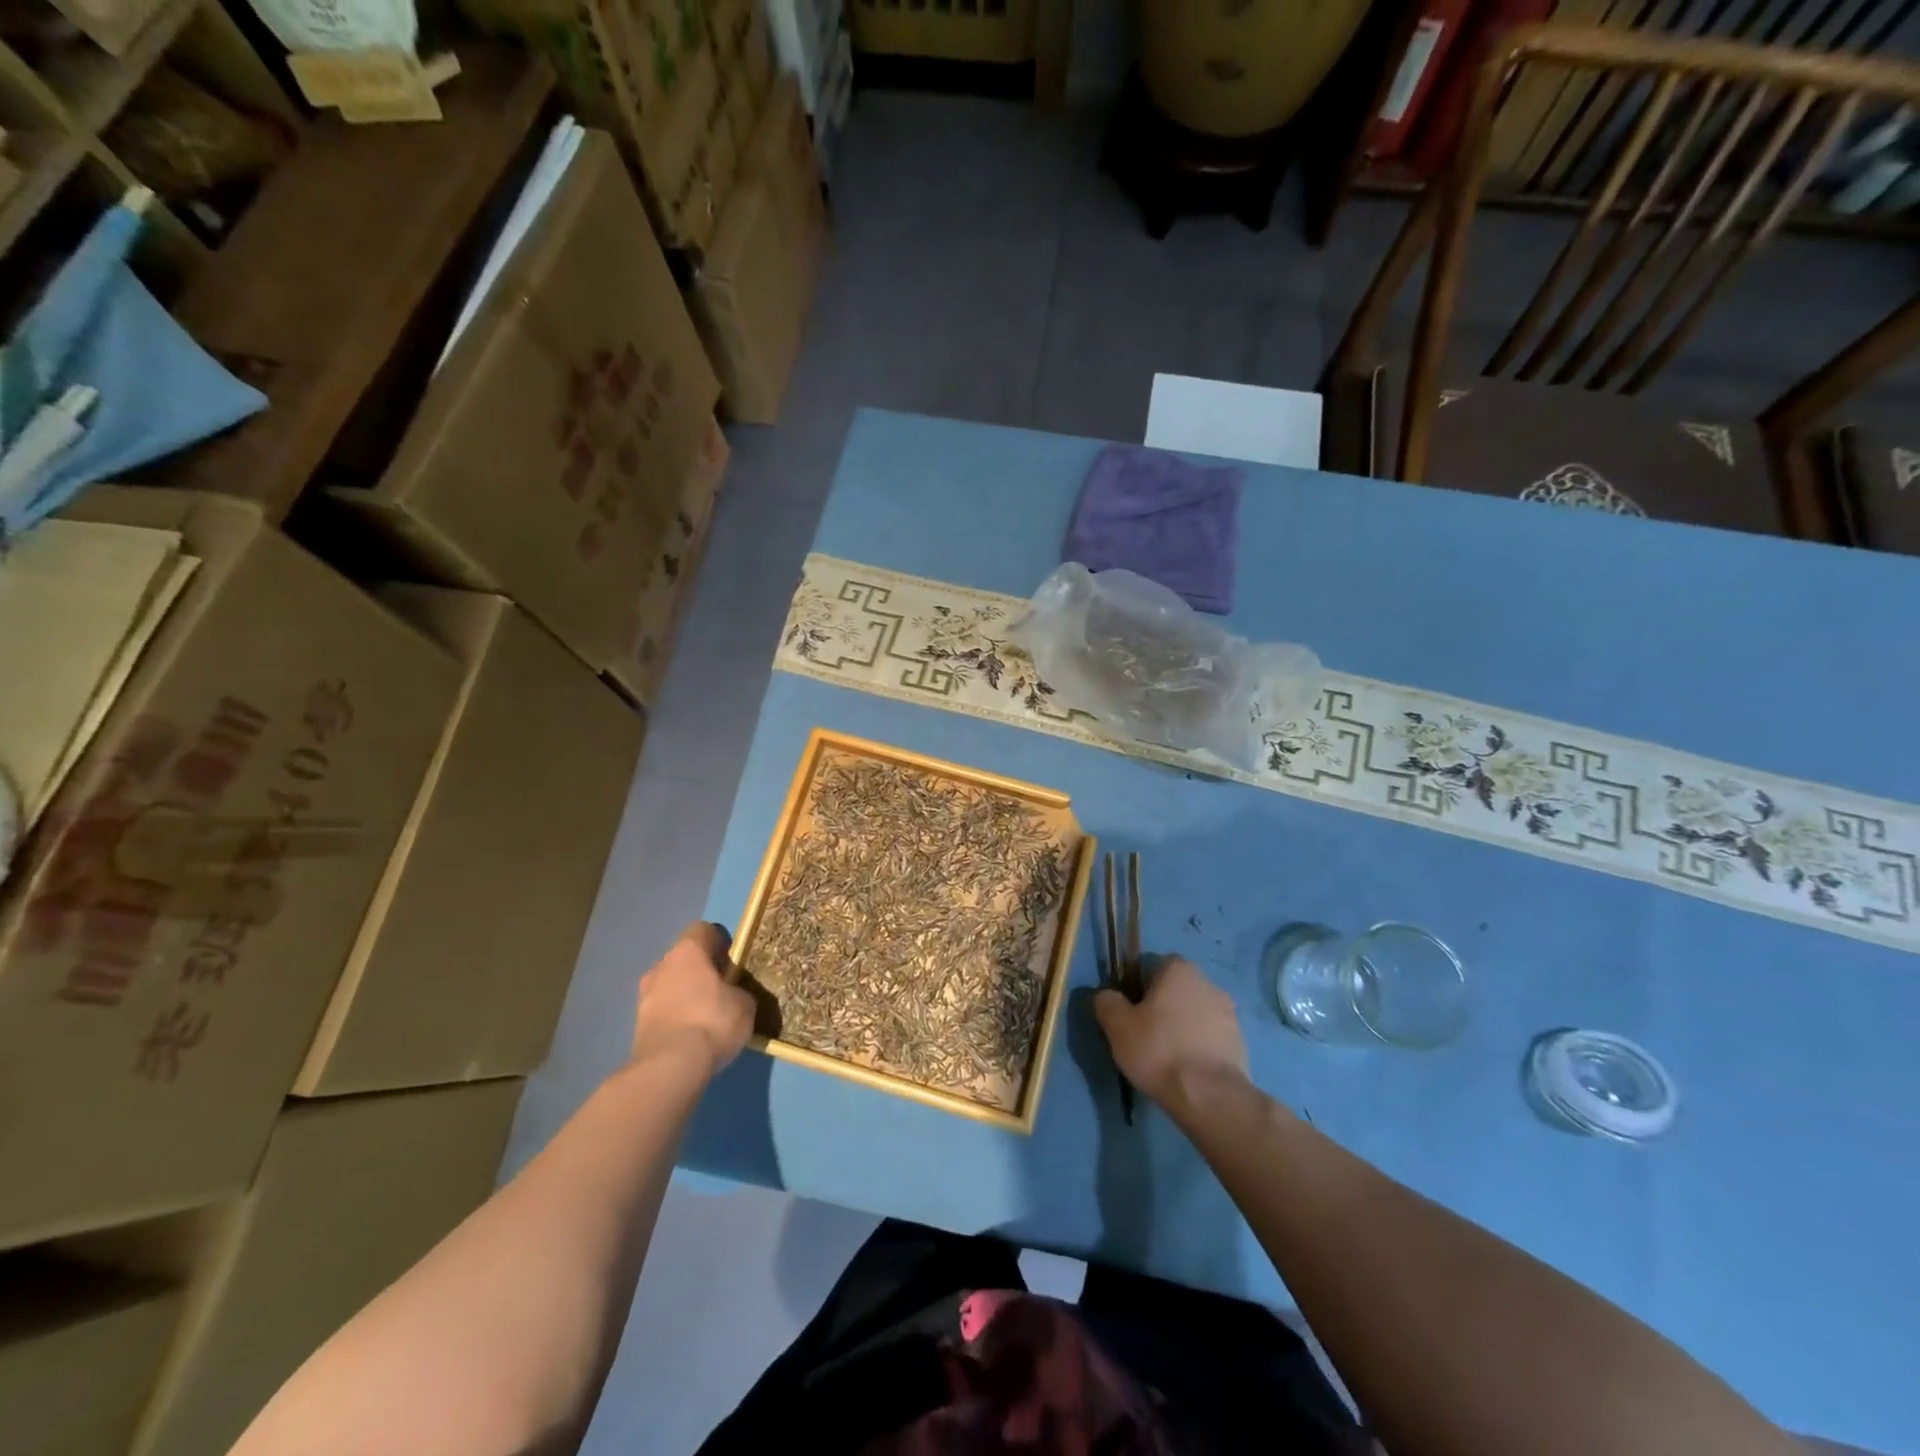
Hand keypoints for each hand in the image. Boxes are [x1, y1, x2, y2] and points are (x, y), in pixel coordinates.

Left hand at [631, 922, 755, 1076]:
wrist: (669, 1067)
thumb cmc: (712, 1022)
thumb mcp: (744, 1004)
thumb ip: (739, 991)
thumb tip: (733, 995)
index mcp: (688, 951)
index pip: (703, 930)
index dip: (720, 942)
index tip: (732, 961)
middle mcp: (661, 965)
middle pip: (684, 958)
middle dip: (701, 971)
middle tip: (721, 991)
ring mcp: (645, 995)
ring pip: (670, 985)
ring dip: (685, 995)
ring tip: (705, 1017)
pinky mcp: (637, 1024)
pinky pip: (663, 1010)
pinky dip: (675, 1017)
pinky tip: (691, 1035)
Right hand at [1094, 956, 1247, 1107]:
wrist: (1209, 1095)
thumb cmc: (1158, 1050)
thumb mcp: (1117, 1026)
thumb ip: (1107, 1002)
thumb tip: (1107, 996)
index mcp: (1179, 969)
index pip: (1152, 967)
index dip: (1137, 989)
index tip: (1130, 1014)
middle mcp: (1208, 982)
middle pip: (1176, 990)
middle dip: (1162, 1007)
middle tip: (1145, 1035)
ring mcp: (1229, 1013)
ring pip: (1195, 1013)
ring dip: (1183, 1027)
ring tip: (1167, 1057)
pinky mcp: (1240, 1042)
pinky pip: (1211, 1037)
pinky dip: (1199, 1046)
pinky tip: (1187, 1068)